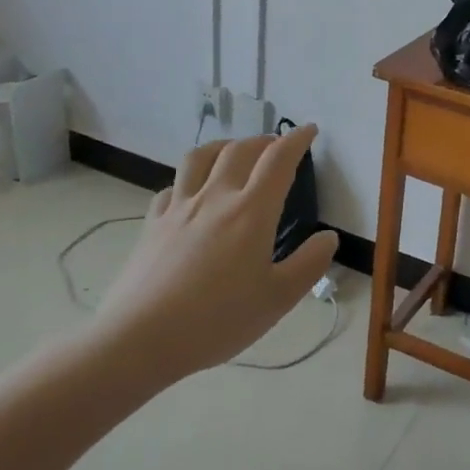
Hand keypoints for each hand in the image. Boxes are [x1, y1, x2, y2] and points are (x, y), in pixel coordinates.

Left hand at [87, 124, 339, 388]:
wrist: (140, 338)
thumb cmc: (218, 320)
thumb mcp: (278, 299)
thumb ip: (309, 264)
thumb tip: (329, 237)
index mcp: (251, 212)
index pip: (279, 160)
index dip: (297, 140)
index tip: (309, 130)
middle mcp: (215, 198)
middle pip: (239, 150)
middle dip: (263, 141)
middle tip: (277, 147)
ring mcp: (178, 208)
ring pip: (199, 158)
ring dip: (222, 146)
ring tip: (233, 153)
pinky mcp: (152, 224)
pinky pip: (172, 187)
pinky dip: (189, 180)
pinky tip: (191, 194)